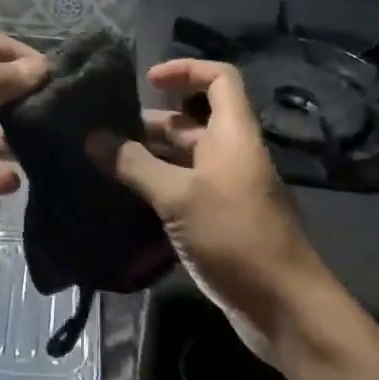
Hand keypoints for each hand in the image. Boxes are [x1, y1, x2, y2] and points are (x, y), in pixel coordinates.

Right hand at [88, 58, 328, 357]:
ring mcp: (227, 190)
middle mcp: (231, 155)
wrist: (285, 309)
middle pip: (191, 123)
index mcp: (233, 135)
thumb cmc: (235, 236)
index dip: (185, 70)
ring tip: (103, 167)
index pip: (218, 79)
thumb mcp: (179, 196)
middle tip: (104, 135)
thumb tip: (93, 139)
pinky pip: (184, 193)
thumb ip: (135, 166)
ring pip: (183, 161)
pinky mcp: (220, 222)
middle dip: (149, 125)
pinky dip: (156, 192)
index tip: (147, 81)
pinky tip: (122, 203)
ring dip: (147, 161)